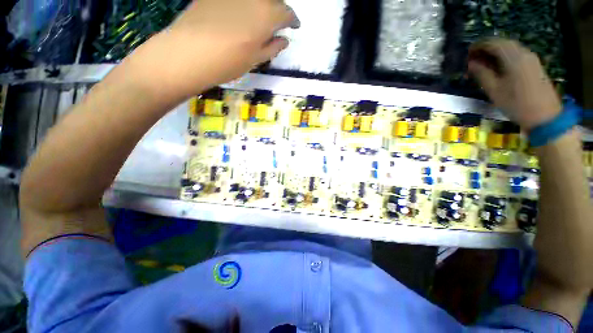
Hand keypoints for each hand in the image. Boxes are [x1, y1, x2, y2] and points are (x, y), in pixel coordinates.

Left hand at [123, 0, 298, 101]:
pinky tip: (241, 12)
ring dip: (262, 5)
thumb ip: (272, 48)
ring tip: (260, 18)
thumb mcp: (256, 60)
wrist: (189, 52)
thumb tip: (284, 40)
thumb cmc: (228, 62)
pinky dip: (245, 4)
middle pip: (272, 0)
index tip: (294, 26)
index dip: (292, 20)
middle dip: (278, 10)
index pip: (287, 13)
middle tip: (277, 23)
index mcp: (267, 14)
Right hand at [468, 38, 561, 130]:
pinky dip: (504, 57)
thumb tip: (471, 63)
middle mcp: (523, 53)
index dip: (478, 46)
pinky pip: (517, 55)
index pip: (493, 43)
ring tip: (483, 62)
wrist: (545, 116)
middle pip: (503, 43)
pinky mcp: (534, 66)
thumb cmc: (516, 103)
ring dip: (495, 52)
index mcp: (513, 57)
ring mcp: (531, 59)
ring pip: (510, 48)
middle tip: (473, 57)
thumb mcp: (494, 90)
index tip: (467, 52)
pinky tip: (498, 66)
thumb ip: (481, 74)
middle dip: (487, 48)